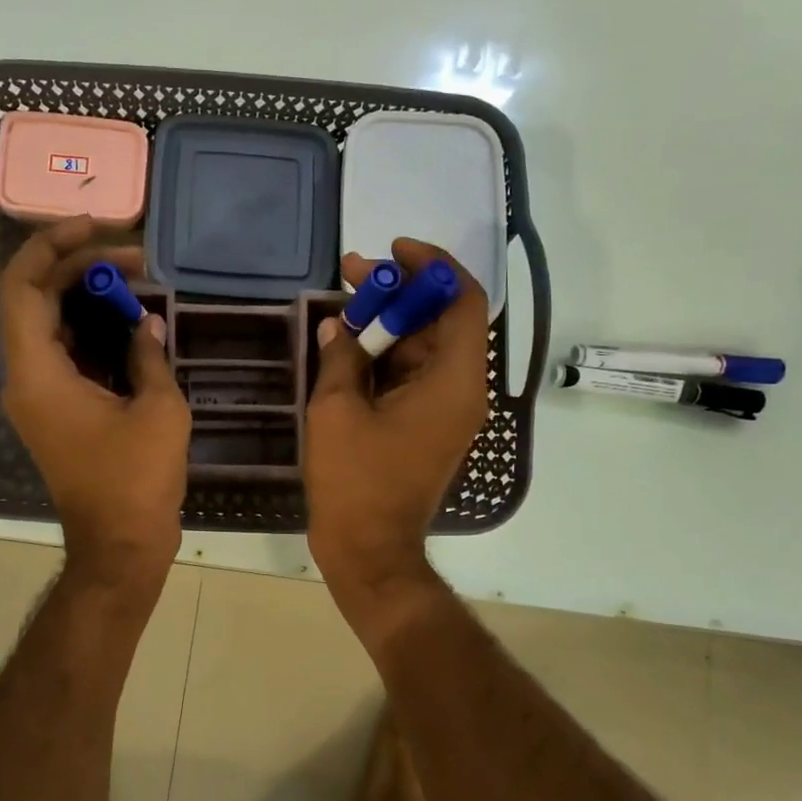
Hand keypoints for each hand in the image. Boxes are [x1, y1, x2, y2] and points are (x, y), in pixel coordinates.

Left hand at [0, 217, 190, 579]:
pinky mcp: (56, 411)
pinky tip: (131, 324)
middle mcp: (26, 379)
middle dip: (80, 269)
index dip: (52, 247)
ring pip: (50, 327)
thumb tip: (146, 322)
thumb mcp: (158, 410)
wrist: (119, 546)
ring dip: (88, 300)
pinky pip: (65, 355)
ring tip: (136, 284)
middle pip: (36, 300)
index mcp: (37, 374)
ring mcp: (39, 397)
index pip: (22, 287)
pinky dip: (93, 333)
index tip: (96, 227)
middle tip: (134, 260)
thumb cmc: (136, 480)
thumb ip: (148, 355)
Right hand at [304, 239, 489, 633]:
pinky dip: (385, 355)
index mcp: (453, 382)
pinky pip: (412, 375)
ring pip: (424, 347)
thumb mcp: (337, 410)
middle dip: (399, 291)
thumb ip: (341, 357)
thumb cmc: (355, 481)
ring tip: (343, 301)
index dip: (433, 267)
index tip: (394, 251)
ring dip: (388, 322)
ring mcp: (445, 410)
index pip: (463, 302)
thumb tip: (339, 325)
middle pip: (440, 321)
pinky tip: (348, 343)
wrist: (369, 549)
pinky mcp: (427, 426)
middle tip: (352, 273)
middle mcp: (460, 390)